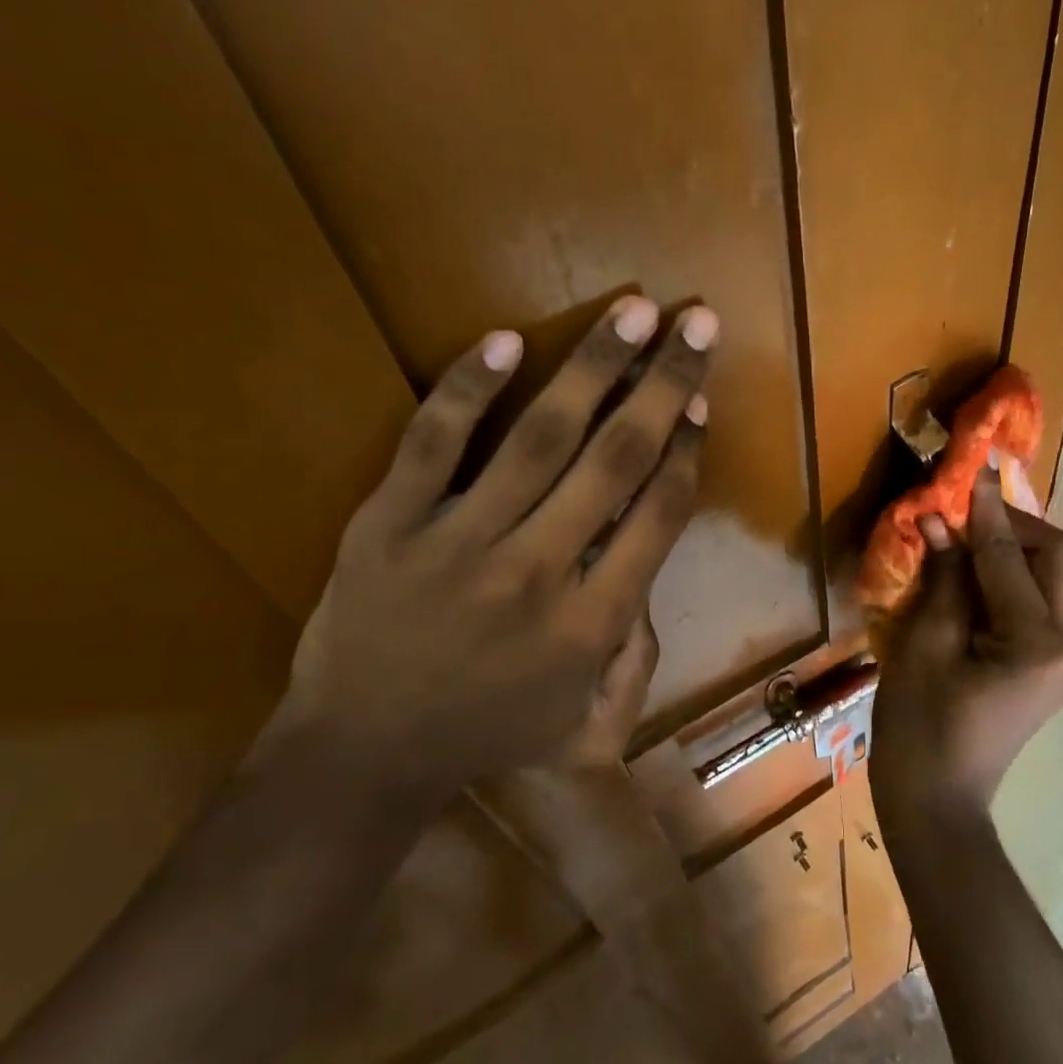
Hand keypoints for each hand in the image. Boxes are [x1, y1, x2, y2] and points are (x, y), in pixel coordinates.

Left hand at [278, 296, 713, 791]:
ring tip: (633, 310)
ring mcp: (458, 542)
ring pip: (540, 438)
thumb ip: (638, 666)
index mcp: (591, 623)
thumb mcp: (588, 731)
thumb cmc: (486, 737)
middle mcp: (538, 572)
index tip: (701, 405)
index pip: (657, 515)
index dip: (686, 453)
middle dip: (665, 386)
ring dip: (594, 367)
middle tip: (697, 323)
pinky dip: (467, 389)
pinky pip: (431, 444)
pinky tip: (505, 339)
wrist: (362, 753)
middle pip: (615, 461)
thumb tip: (650, 587)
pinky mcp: (388, 524)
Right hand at [870, 468, 1062, 830]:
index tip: (974, 470)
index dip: (987, 511)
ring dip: (1016, 551)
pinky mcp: (1055, 667)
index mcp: (1039, 642)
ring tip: (966, 544)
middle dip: (1015, 527)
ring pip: (1057, 578)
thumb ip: (943, 578)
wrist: (937, 801)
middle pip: (1059, 558)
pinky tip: (976, 579)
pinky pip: (1044, 603)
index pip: (1012, 557)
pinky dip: (1014, 580)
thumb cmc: (919, 727)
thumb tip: (941, 521)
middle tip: (965, 516)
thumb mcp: (923, 644)